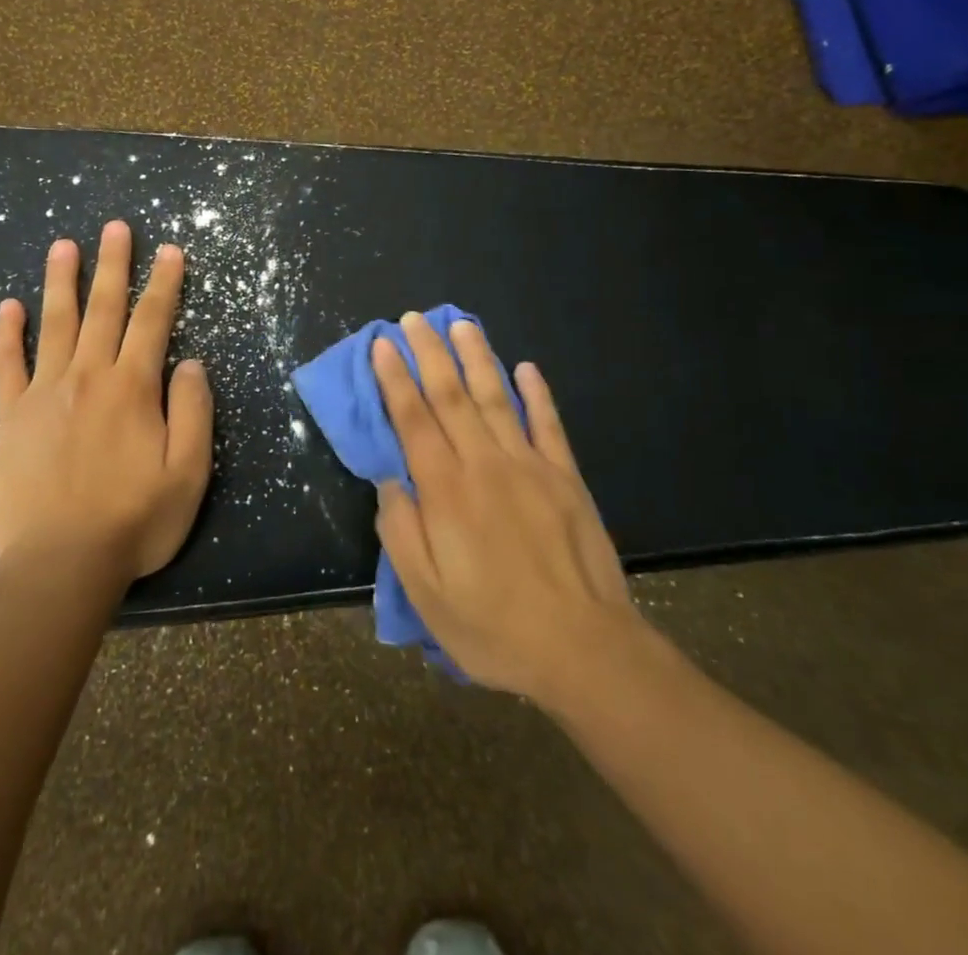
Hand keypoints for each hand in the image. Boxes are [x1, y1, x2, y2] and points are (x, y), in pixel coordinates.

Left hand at [0, 221, 213, 583]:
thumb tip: (190, 362)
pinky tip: (9, 306)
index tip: (170, 250)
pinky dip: (7, 334)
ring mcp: (44, 393)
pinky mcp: (10, 417)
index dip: (164, 283)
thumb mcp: (188, 473)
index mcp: (132, 388)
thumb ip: (193, 411)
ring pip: (55, 324)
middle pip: (104, 309)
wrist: (59, 565)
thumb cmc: (134, 521)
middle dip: (113, 264)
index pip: (153, 321)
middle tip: (115, 227)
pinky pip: (6, 365)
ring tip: (63, 245)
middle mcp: (88, 377)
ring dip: (61, 281)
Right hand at [371, 312, 652, 709]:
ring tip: (460, 324)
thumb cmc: (493, 627)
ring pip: (497, 398)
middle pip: (451, 396)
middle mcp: (484, 464)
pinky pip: (548, 425)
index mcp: (446, 491)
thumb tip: (388, 480)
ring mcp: (530, 466)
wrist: (583, 648)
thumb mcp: (426, 594)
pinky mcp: (566, 477)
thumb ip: (401, 531)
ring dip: (476, 357)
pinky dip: (537, 394)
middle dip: (429, 353)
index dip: (395, 378)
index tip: (383, 343)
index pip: (413, 419)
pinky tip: (527, 368)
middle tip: (414, 319)